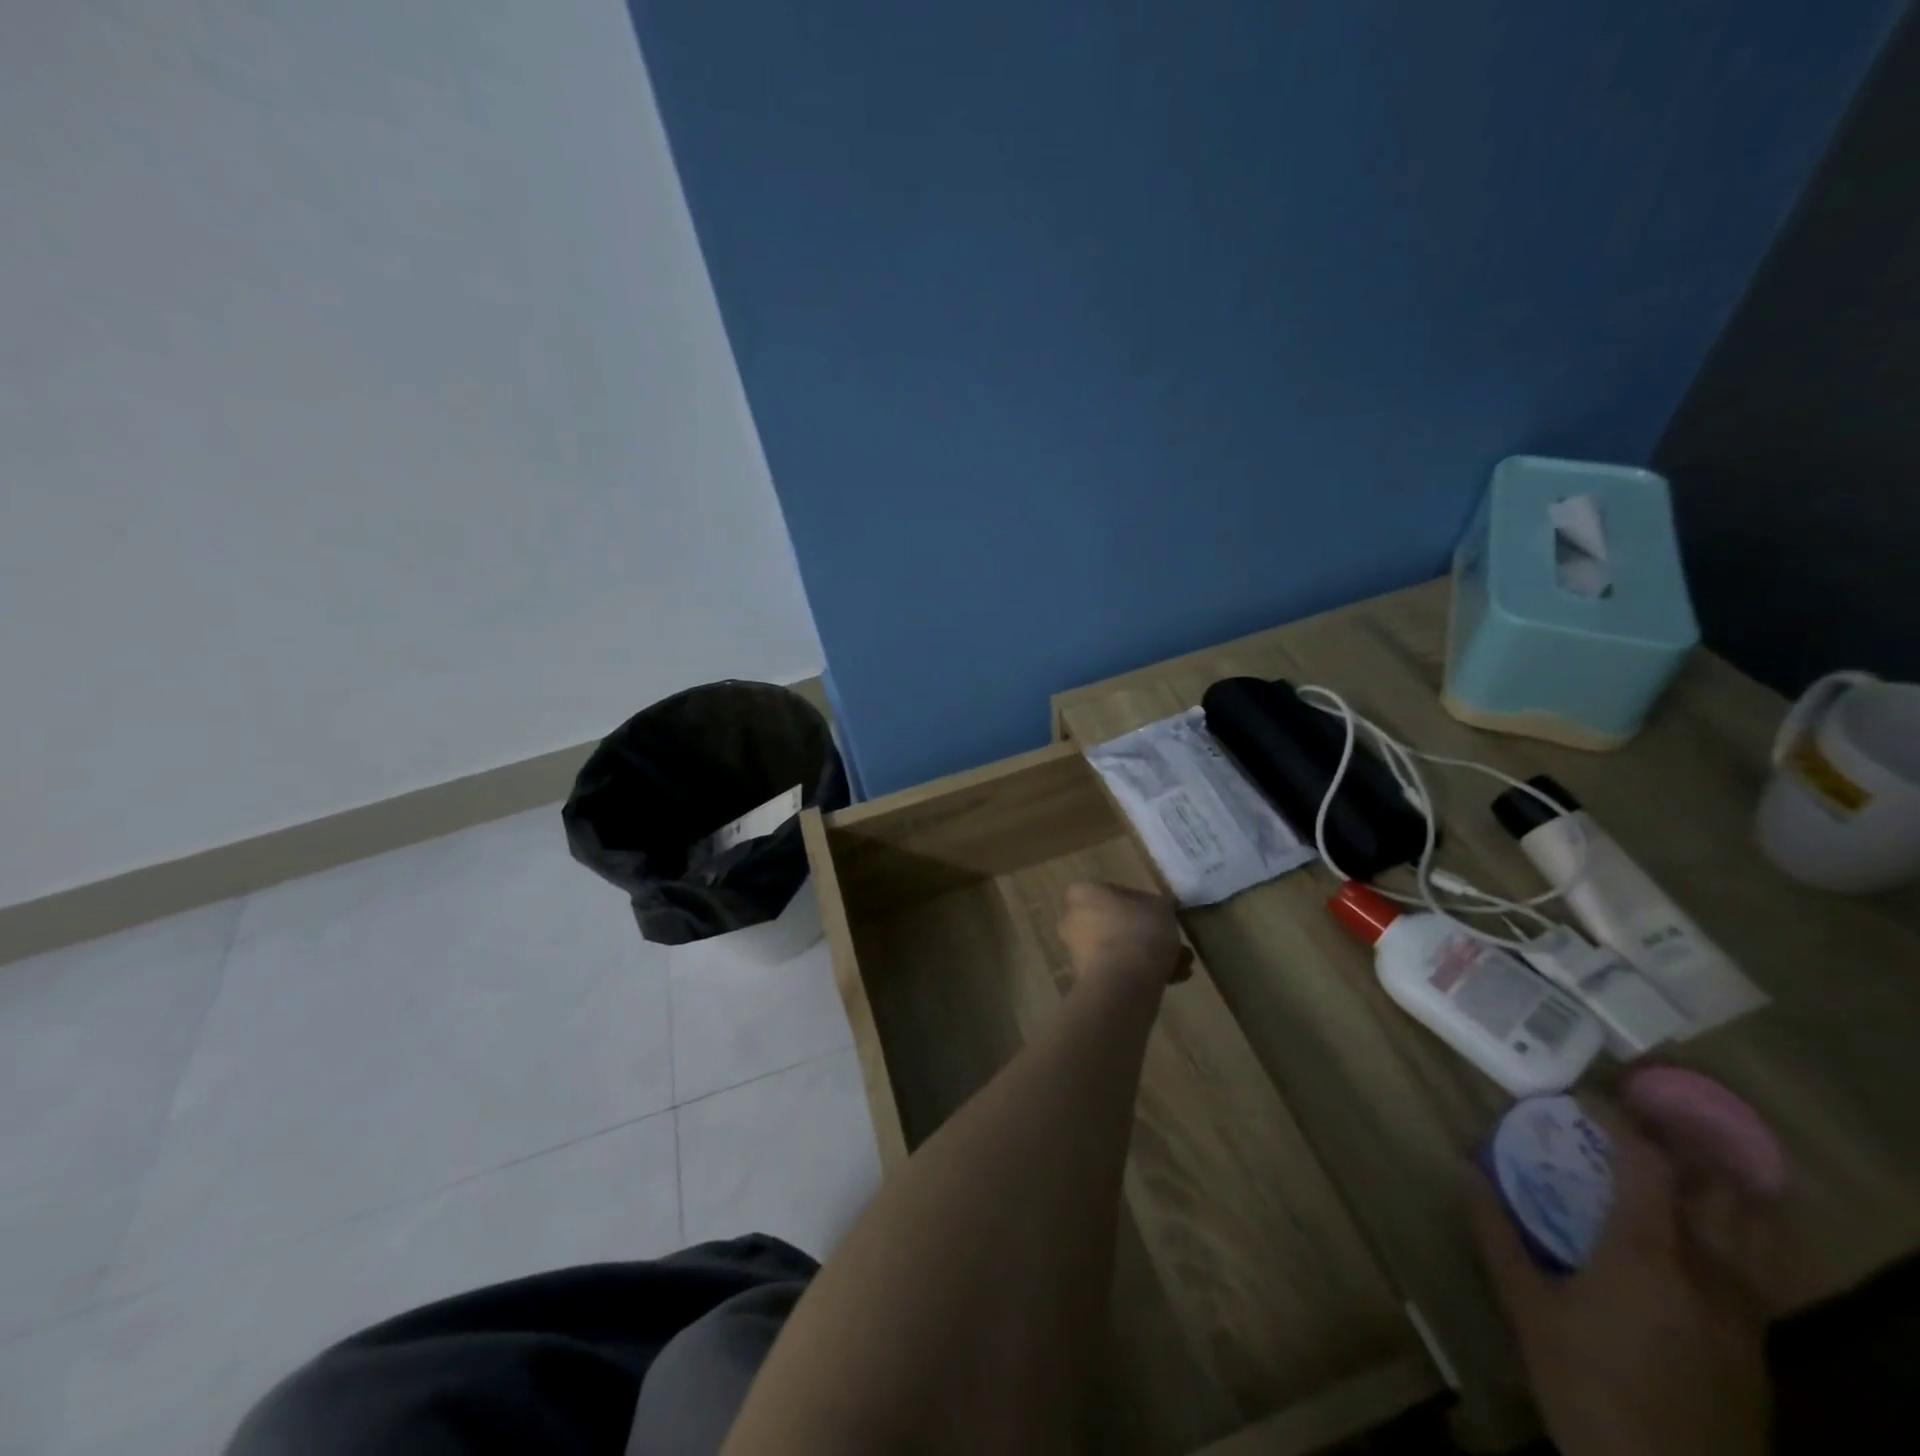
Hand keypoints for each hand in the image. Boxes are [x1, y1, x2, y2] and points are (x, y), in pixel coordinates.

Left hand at [1056, 882, 1191, 986]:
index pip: (1117, 891)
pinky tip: (1172, 981)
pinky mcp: (1086, 978)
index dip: (1145, 904)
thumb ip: (1163, 904)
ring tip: (1181, 966)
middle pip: (1118, 923)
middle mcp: (1073, 918)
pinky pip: (1117, 969)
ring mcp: (1077, 950)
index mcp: (1083, 893)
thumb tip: (1164, 905)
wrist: (1122, 983)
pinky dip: (1141, 973)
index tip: (1164, 916)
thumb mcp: (1162, 909)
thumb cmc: (1139, 932)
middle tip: (1174, 943)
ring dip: (1149, 956)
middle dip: (1148, 935)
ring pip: (1119, 948)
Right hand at [1470, 1101, 1773, 1455]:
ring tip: (1673, 1165)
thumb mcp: (1525, 1307)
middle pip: (1721, 1186)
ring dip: (1719, 1183)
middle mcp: (1710, 1271)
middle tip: (1633, 1126)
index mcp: (1649, 1254)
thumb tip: (1466, 1168)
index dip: (1619, 1118)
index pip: (1649, 1161)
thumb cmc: (1586, 1386)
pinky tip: (1691, 1231)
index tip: (1584, 1098)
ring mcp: (1745, 1309)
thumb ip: (1496, 1231)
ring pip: (1759, 1226)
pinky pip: (1759, 1263)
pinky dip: (1732, 1226)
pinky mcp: (1758, 1340)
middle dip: (1680, 1143)